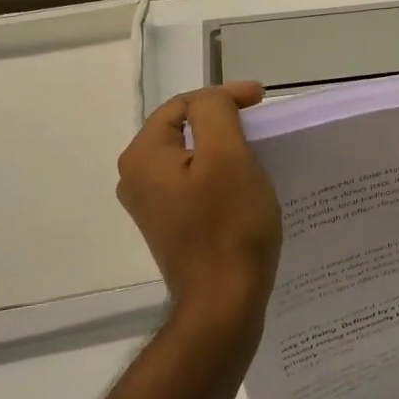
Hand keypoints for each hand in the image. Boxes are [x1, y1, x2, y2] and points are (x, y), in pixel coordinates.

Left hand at [117, 82, 282, 319]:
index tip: (263, 101)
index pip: (185, 104)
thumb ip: (215, 112)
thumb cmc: (229, 226)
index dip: (225, 96)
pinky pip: (195, 186)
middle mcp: (136, 177)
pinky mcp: (170, 226)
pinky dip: (220, 178)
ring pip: (192, 158)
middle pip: (185, 130)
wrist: (223, 302)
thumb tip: (213, 100)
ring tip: (258, 155)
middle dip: (225, 122)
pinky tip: (244, 188)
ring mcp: (151, 206)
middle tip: (261, 127)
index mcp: (143, 155)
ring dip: (224, 150)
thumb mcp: (228, 156)